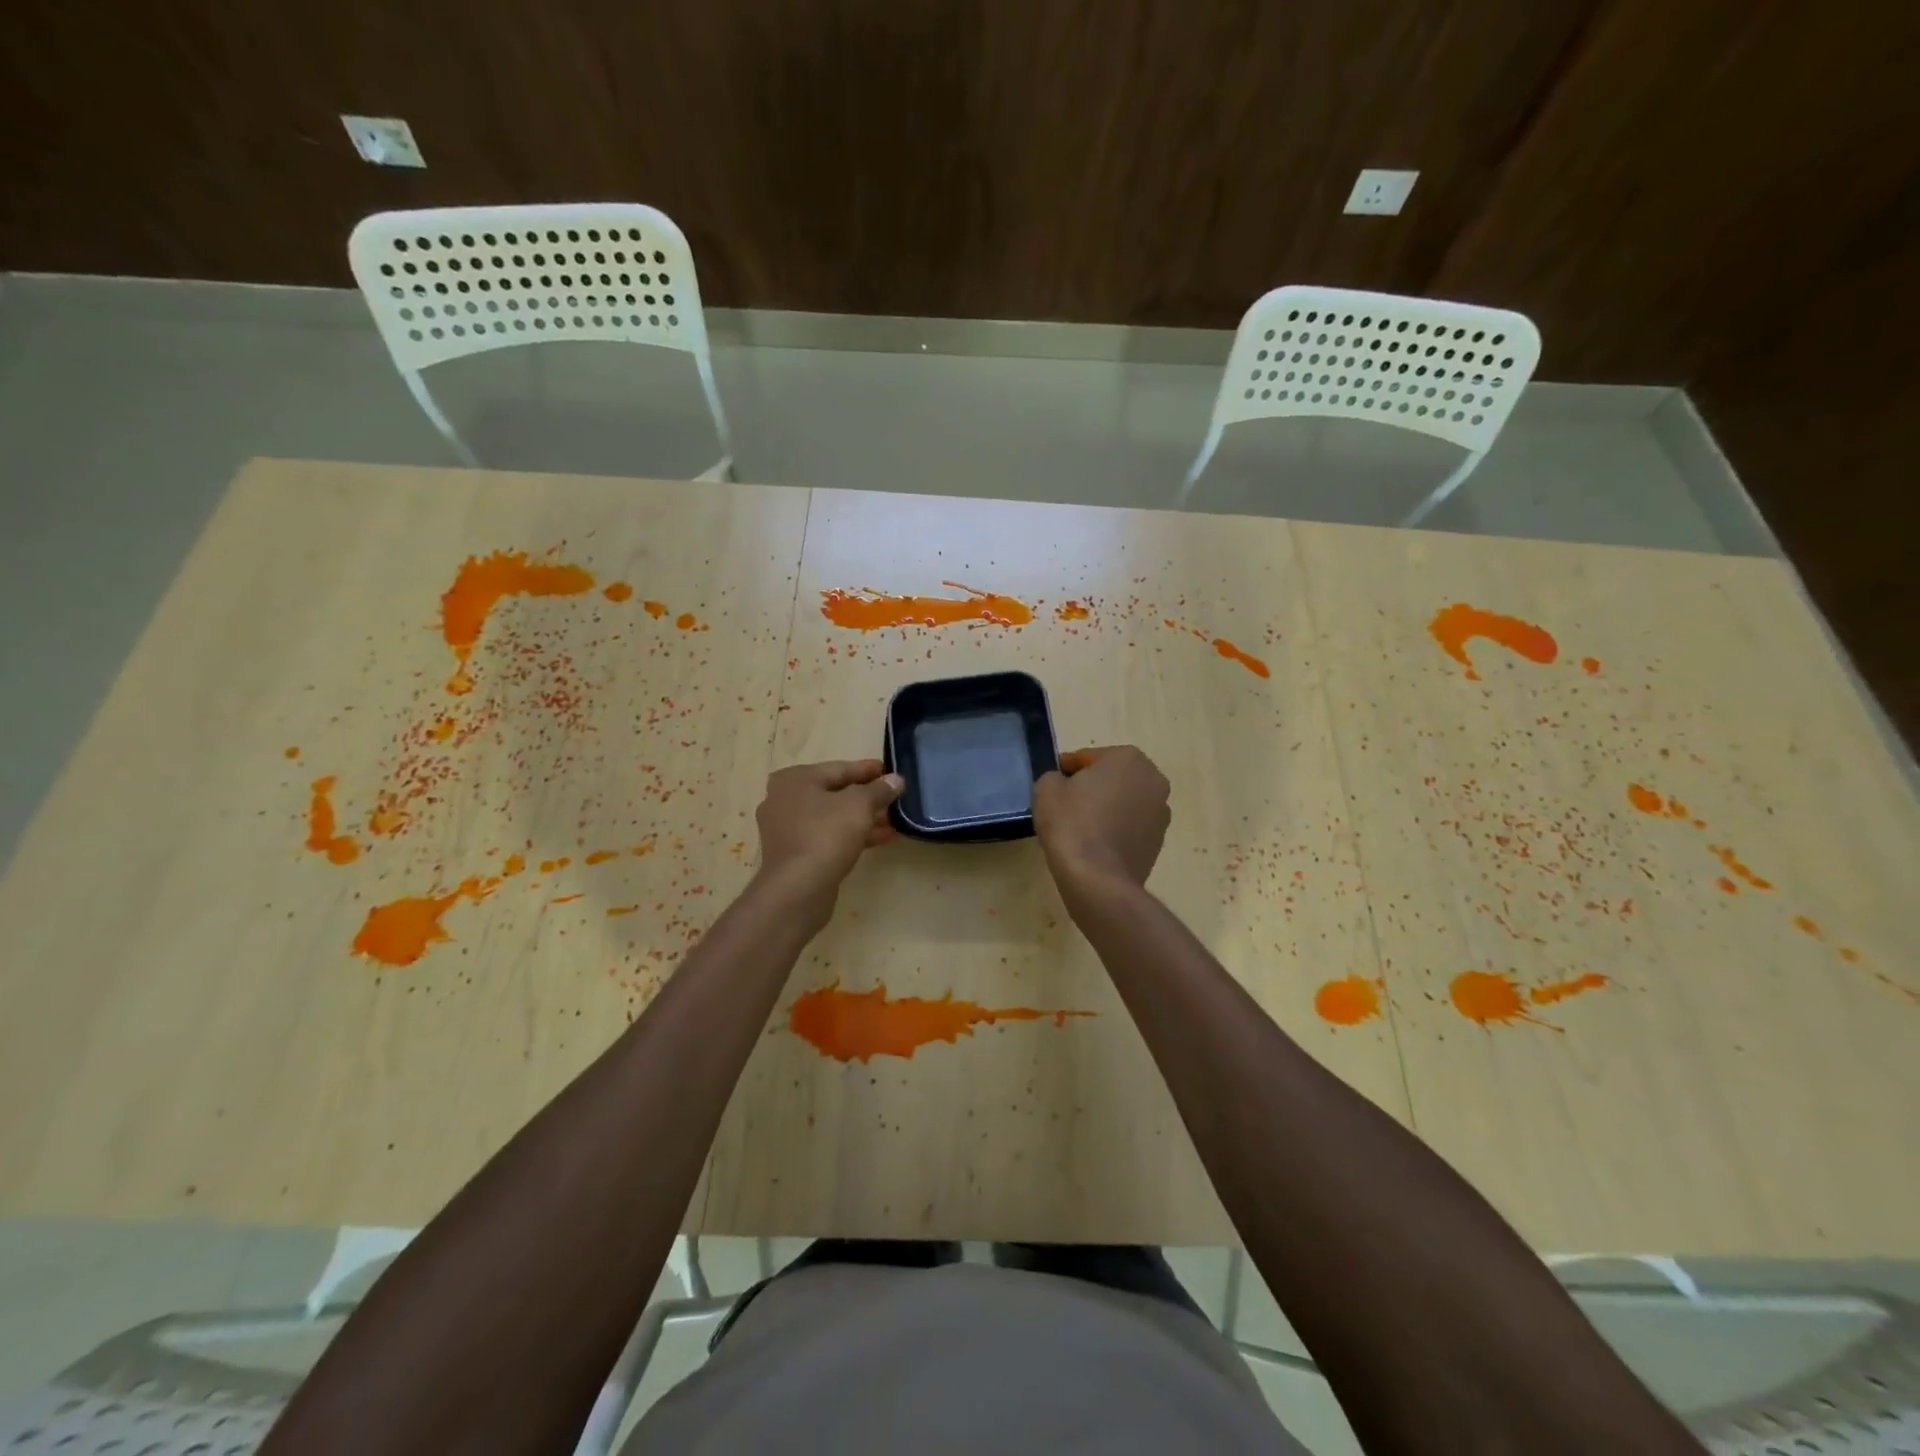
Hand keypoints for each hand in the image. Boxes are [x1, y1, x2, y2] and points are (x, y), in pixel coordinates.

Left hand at [753, 759, 903, 915]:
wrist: (798, 888)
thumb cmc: (826, 834)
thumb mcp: (859, 805)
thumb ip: (879, 789)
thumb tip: (896, 780)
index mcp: (794, 779)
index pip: (838, 768)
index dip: (867, 770)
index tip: (890, 771)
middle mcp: (784, 799)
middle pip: (834, 792)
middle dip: (866, 797)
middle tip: (893, 798)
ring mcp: (786, 829)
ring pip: (831, 817)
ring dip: (862, 818)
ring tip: (892, 820)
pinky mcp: (793, 853)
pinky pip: (826, 836)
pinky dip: (850, 835)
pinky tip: (879, 839)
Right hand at [1032, 745, 1169, 895]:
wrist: (1098, 879)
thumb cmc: (1072, 824)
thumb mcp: (1047, 788)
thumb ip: (1055, 777)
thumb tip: (1063, 784)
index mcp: (1128, 758)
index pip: (1089, 758)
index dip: (1067, 770)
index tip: (1054, 784)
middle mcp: (1153, 780)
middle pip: (1113, 778)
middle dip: (1092, 787)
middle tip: (1066, 804)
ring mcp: (1161, 813)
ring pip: (1125, 803)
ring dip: (1107, 809)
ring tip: (1081, 828)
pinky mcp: (1159, 842)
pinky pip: (1131, 828)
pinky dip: (1116, 831)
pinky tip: (1095, 846)